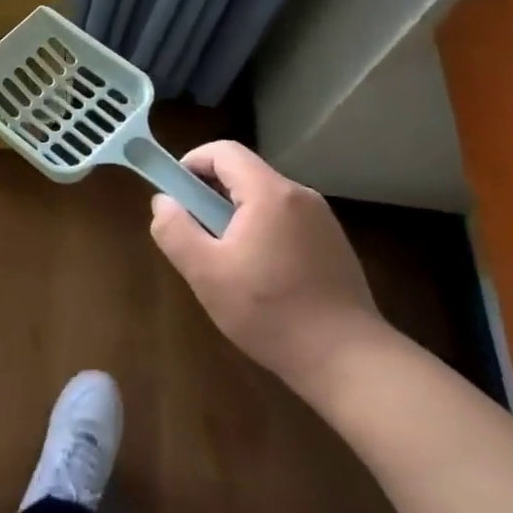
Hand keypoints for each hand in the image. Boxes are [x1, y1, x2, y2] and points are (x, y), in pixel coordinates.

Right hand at [149, 141, 383, 390]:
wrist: (349, 361)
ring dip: (235, 216)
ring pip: (264, 199)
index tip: (175, 195)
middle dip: (210, 195)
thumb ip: (175, 230)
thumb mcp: (206, 273)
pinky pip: (285, 221)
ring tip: (224, 262)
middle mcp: (300, 196)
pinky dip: (262, 232)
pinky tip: (259, 278)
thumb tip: (163, 202)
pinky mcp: (333, 245)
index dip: (191, 163)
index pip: (223, 151)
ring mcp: (323, 220)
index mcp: (270, 193)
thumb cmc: (270, 312)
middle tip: (194, 234)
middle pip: (244, 174)